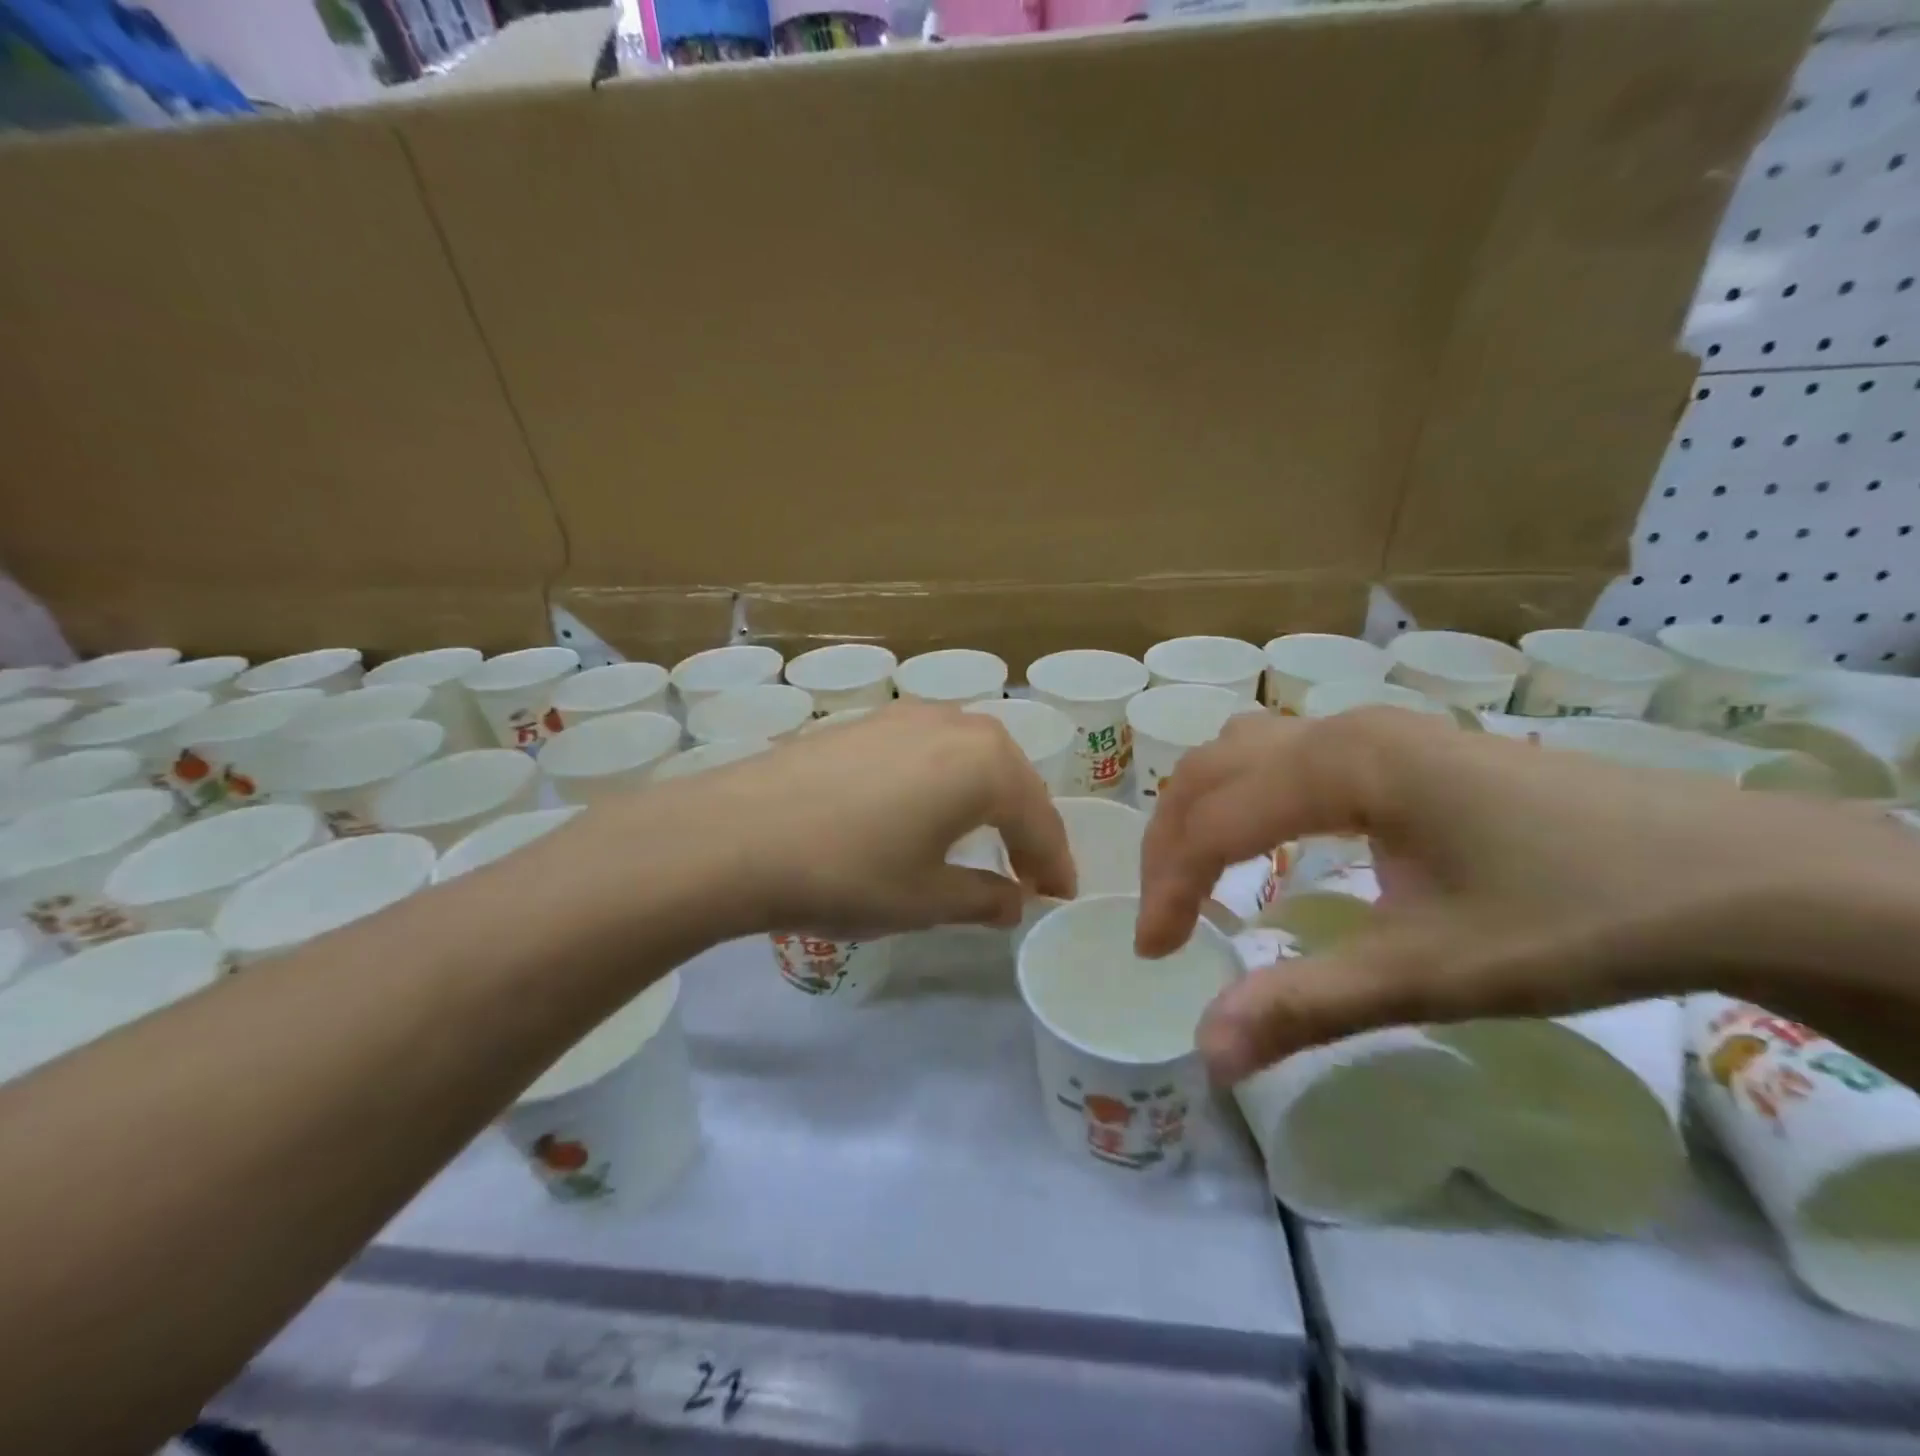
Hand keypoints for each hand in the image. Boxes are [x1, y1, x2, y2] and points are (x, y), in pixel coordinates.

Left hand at [631, 700, 1074, 939]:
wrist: (737, 834)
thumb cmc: (849, 872)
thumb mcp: (926, 901)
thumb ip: (984, 899)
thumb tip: (1014, 901)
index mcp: (987, 764)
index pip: (1040, 820)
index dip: (1054, 864)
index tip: (1059, 896)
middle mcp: (956, 724)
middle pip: (1012, 778)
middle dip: (1026, 826)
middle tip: (1028, 872)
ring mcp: (907, 715)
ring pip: (971, 757)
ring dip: (988, 798)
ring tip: (984, 838)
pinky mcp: (867, 720)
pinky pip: (930, 749)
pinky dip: (946, 780)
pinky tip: (927, 808)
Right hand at [1137, 708, 1919, 1081]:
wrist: (1736, 874)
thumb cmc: (1574, 916)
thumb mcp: (1432, 973)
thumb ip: (1307, 1006)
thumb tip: (1206, 1054)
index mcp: (1340, 763)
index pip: (1211, 820)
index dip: (1169, 888)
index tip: (1156, 955)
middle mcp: (1340, 727)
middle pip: (1211, 771)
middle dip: (1170, 844)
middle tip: (1165, 919)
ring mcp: (1373, 728)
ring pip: (1244, 752)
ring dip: (1203, 810)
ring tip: (1199, 875)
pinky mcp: (1401, 746)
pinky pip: (1286, 756)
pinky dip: (1247, 796)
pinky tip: (1270, 838)